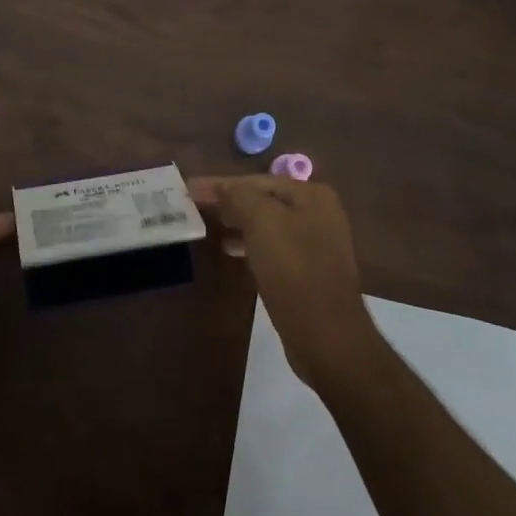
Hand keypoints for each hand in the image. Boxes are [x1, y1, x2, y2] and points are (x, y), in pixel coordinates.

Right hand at [190, 175, 379, 390]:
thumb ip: (239, 196)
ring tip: (209, 226)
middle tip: (195, 205)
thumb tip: (223, 186)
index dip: (220, 183)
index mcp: (311, 195)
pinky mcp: (309, 271)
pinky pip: (273, 247)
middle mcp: (318, 213)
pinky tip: (232, 251)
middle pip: (263, 199)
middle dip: (230, 201)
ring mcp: (316, 243)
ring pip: (267, 224)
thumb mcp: (261, 222)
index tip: (189, 188)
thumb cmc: (293, 270)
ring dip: (238, 223)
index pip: (257, 180)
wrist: (326, 335)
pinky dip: (251, 244)